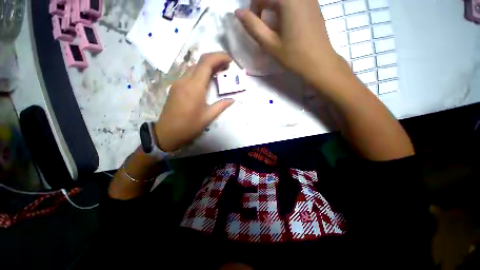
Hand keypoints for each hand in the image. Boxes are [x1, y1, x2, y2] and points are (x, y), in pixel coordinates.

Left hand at [154, 52, 233, 151]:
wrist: (167, 133)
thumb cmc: (189, 126)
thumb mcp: (208, 117)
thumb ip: (221, 106)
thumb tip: (232, 100)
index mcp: (195, 87)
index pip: (206, 63)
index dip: (219, 57)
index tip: (230, 60)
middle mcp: (185, 80)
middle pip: (200, 62)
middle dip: (215, 60)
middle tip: (227, 66)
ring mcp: (178, 82)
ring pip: (194, 67)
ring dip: (208, 66)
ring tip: (219, 72)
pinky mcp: (176, 87)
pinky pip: (189, 74)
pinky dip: (200, 72)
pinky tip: (207, 79)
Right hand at [235, 0, 348, 87]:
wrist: (319, 62)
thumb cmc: (293, 56)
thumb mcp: (270, 43)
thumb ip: (253, 26)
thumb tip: (238, 12)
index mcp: (288, 0)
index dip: (254, 7)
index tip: (254, 23)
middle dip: (263, 4)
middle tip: (263, 20)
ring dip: (274, 6)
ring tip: (274, 21)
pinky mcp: (314, 3)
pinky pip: (295, 0)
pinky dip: (285, 6)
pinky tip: (286, 20)